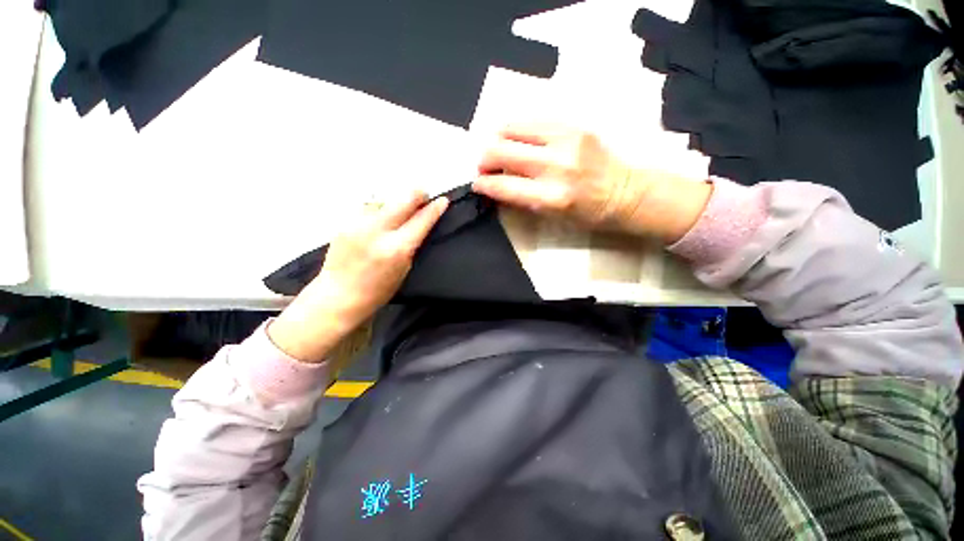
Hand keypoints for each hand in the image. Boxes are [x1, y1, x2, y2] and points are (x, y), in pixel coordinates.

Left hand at [268, 193, 448, 362]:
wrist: (339, 295)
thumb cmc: (377, 290)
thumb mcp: (404, 268)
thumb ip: (412, 243)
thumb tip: (420, 222)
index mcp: (397, 249)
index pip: (421, 221)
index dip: (435, 209)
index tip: (442, 200)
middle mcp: (377, 232)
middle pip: (403, 200)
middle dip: (417, 194)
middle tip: (423, 195)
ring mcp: (358, 224)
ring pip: (384, 200)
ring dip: (396, 203)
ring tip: (398, 212)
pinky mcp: (344, 222)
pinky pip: (368, 207)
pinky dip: (378, 210)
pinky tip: (379, 221)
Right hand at [473, 124, 711, 241]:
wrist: (624, 192)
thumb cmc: (587, 214)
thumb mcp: (551, 216)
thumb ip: (521, 199)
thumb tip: (496, 185)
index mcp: (551, 197)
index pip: (502, 185)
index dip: (483, 183)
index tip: (477, 183)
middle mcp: (555, 165)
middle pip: (500, 150)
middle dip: (483, 158)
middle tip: (485, 165)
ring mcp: (565, 140)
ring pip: (512, 126)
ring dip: (497, 138)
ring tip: (499, 148)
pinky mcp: (573, 124)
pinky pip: (532, 119)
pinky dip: (517, 129)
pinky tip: (518, 139)